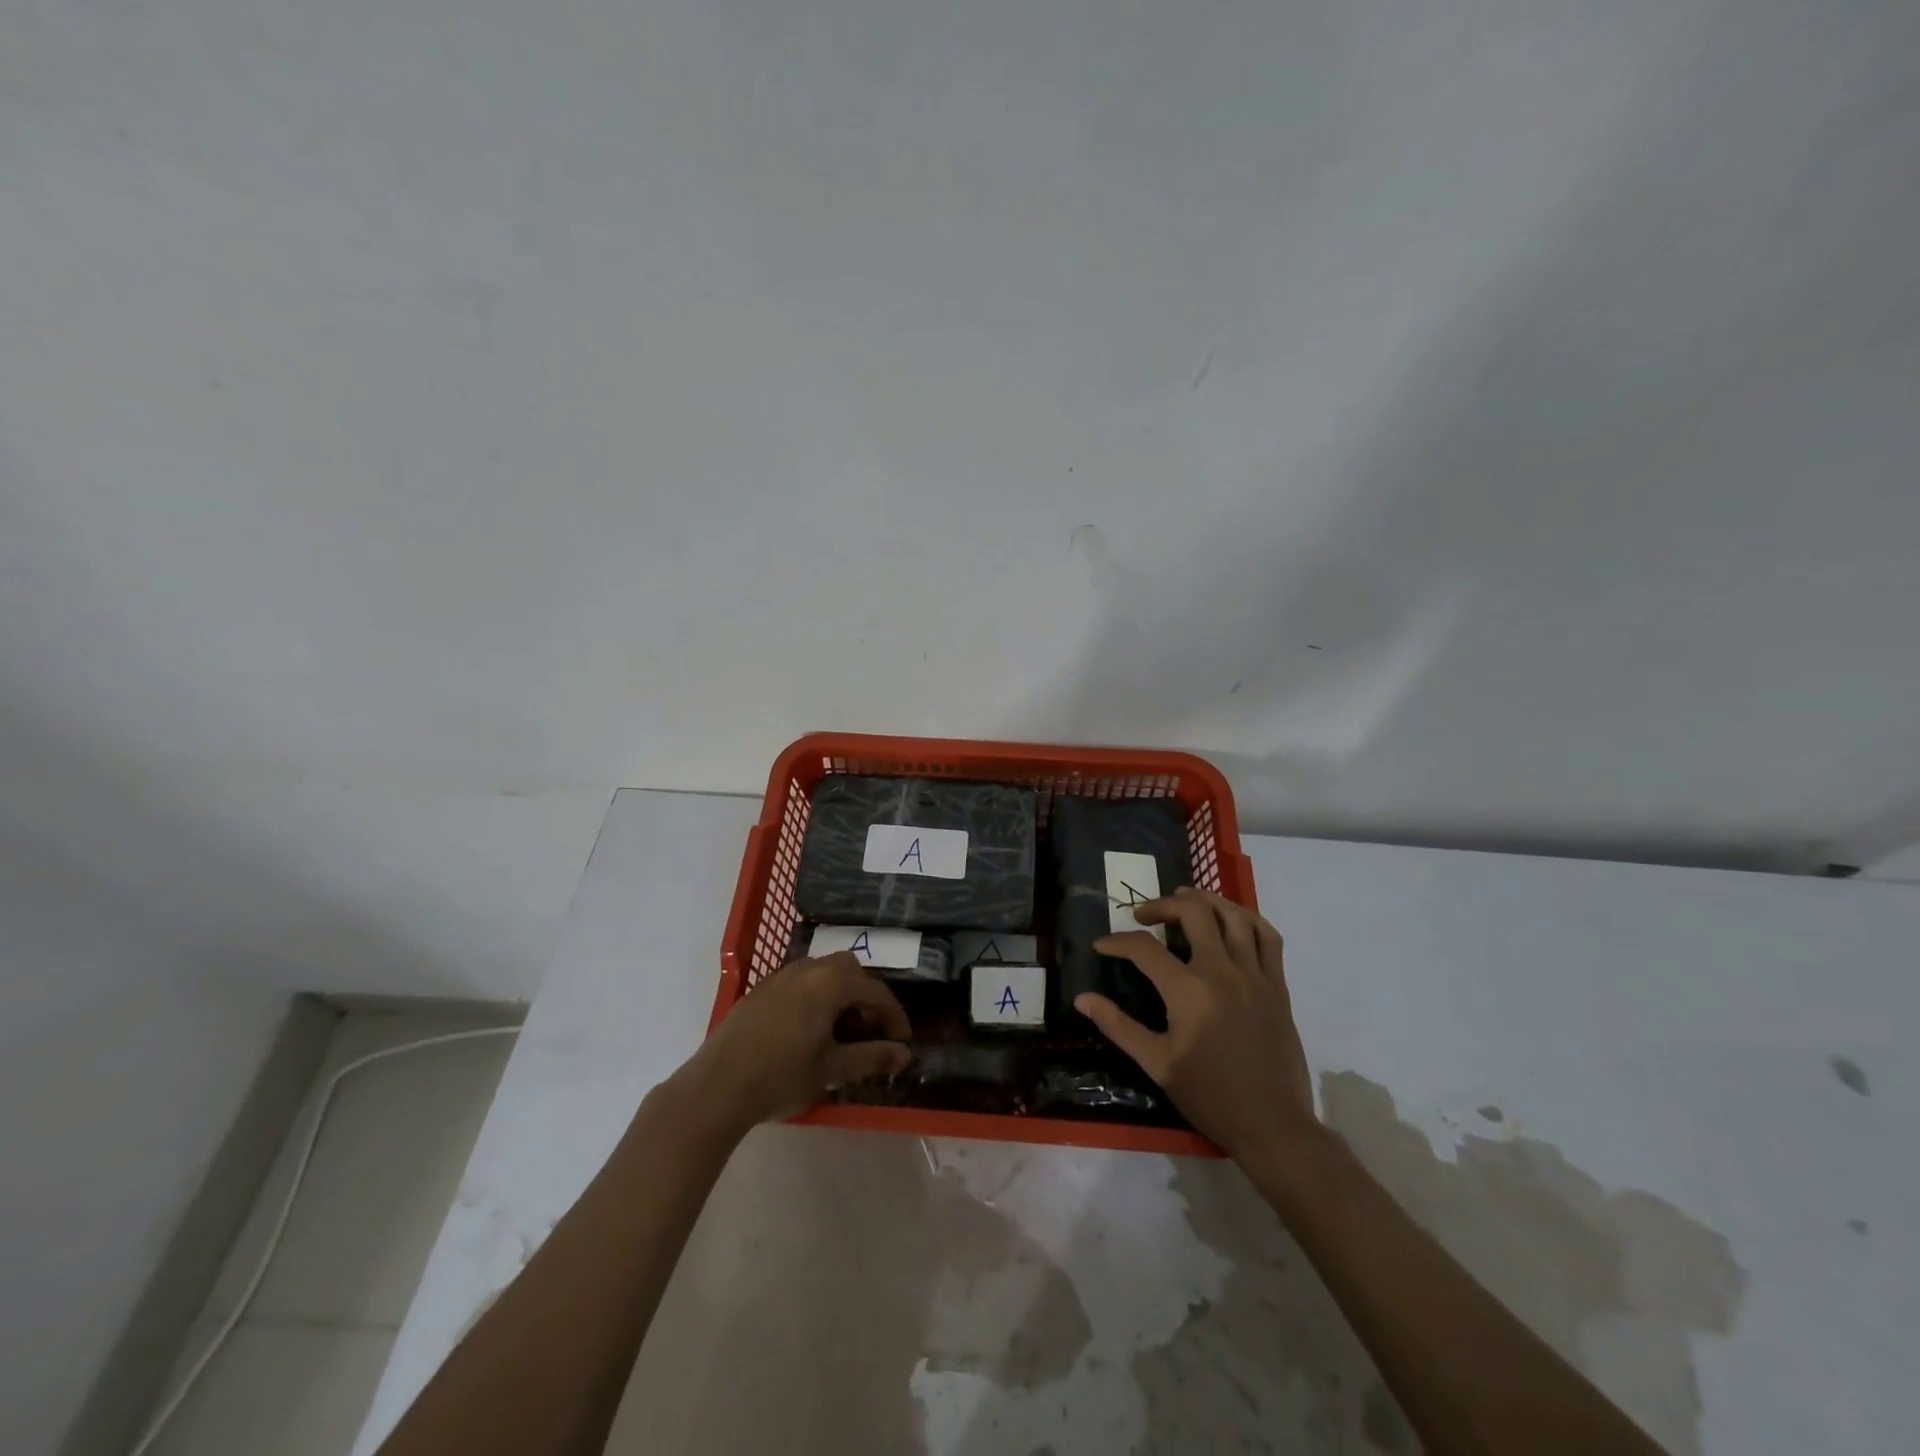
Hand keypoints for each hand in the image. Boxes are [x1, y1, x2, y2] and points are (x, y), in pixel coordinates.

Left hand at [673, 951, 911, 1136]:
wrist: (717, 1087)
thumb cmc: (782, 1077)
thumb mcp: (833, 1070)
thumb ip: (872, 1057)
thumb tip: (905, 1055)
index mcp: (830, 983)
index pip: (875, 990)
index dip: (893, 1015)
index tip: (902, 1041)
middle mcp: (808, 969)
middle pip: (849, 970)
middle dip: (866, 996)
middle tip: (870, 1029)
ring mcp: (780, 976)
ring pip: (822, 972)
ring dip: (840, 993)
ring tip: (841, 1028)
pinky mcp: (760, 990)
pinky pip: (799, 981)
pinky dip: (815, 995)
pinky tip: (808, 1028)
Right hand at [1076, 887, 1315, 1164]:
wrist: (1273, 1126)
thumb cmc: (1210, 1096)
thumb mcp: (1157, 1064)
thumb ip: (1118, 1026)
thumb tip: (1082, 999)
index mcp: (1188, 991)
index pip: (1144, 948)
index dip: (1118, 942)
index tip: (1102, 946)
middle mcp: (1222, 971)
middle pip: (1192, 913)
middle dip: (1162, 904)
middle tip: (1143, 914)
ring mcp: (1255, 975)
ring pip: (1233, 915)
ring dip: (1206, 900)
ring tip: (1185, 899)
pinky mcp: (1278, 985)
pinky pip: (1268, 937)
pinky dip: (1248, 919)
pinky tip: (1232, 919)